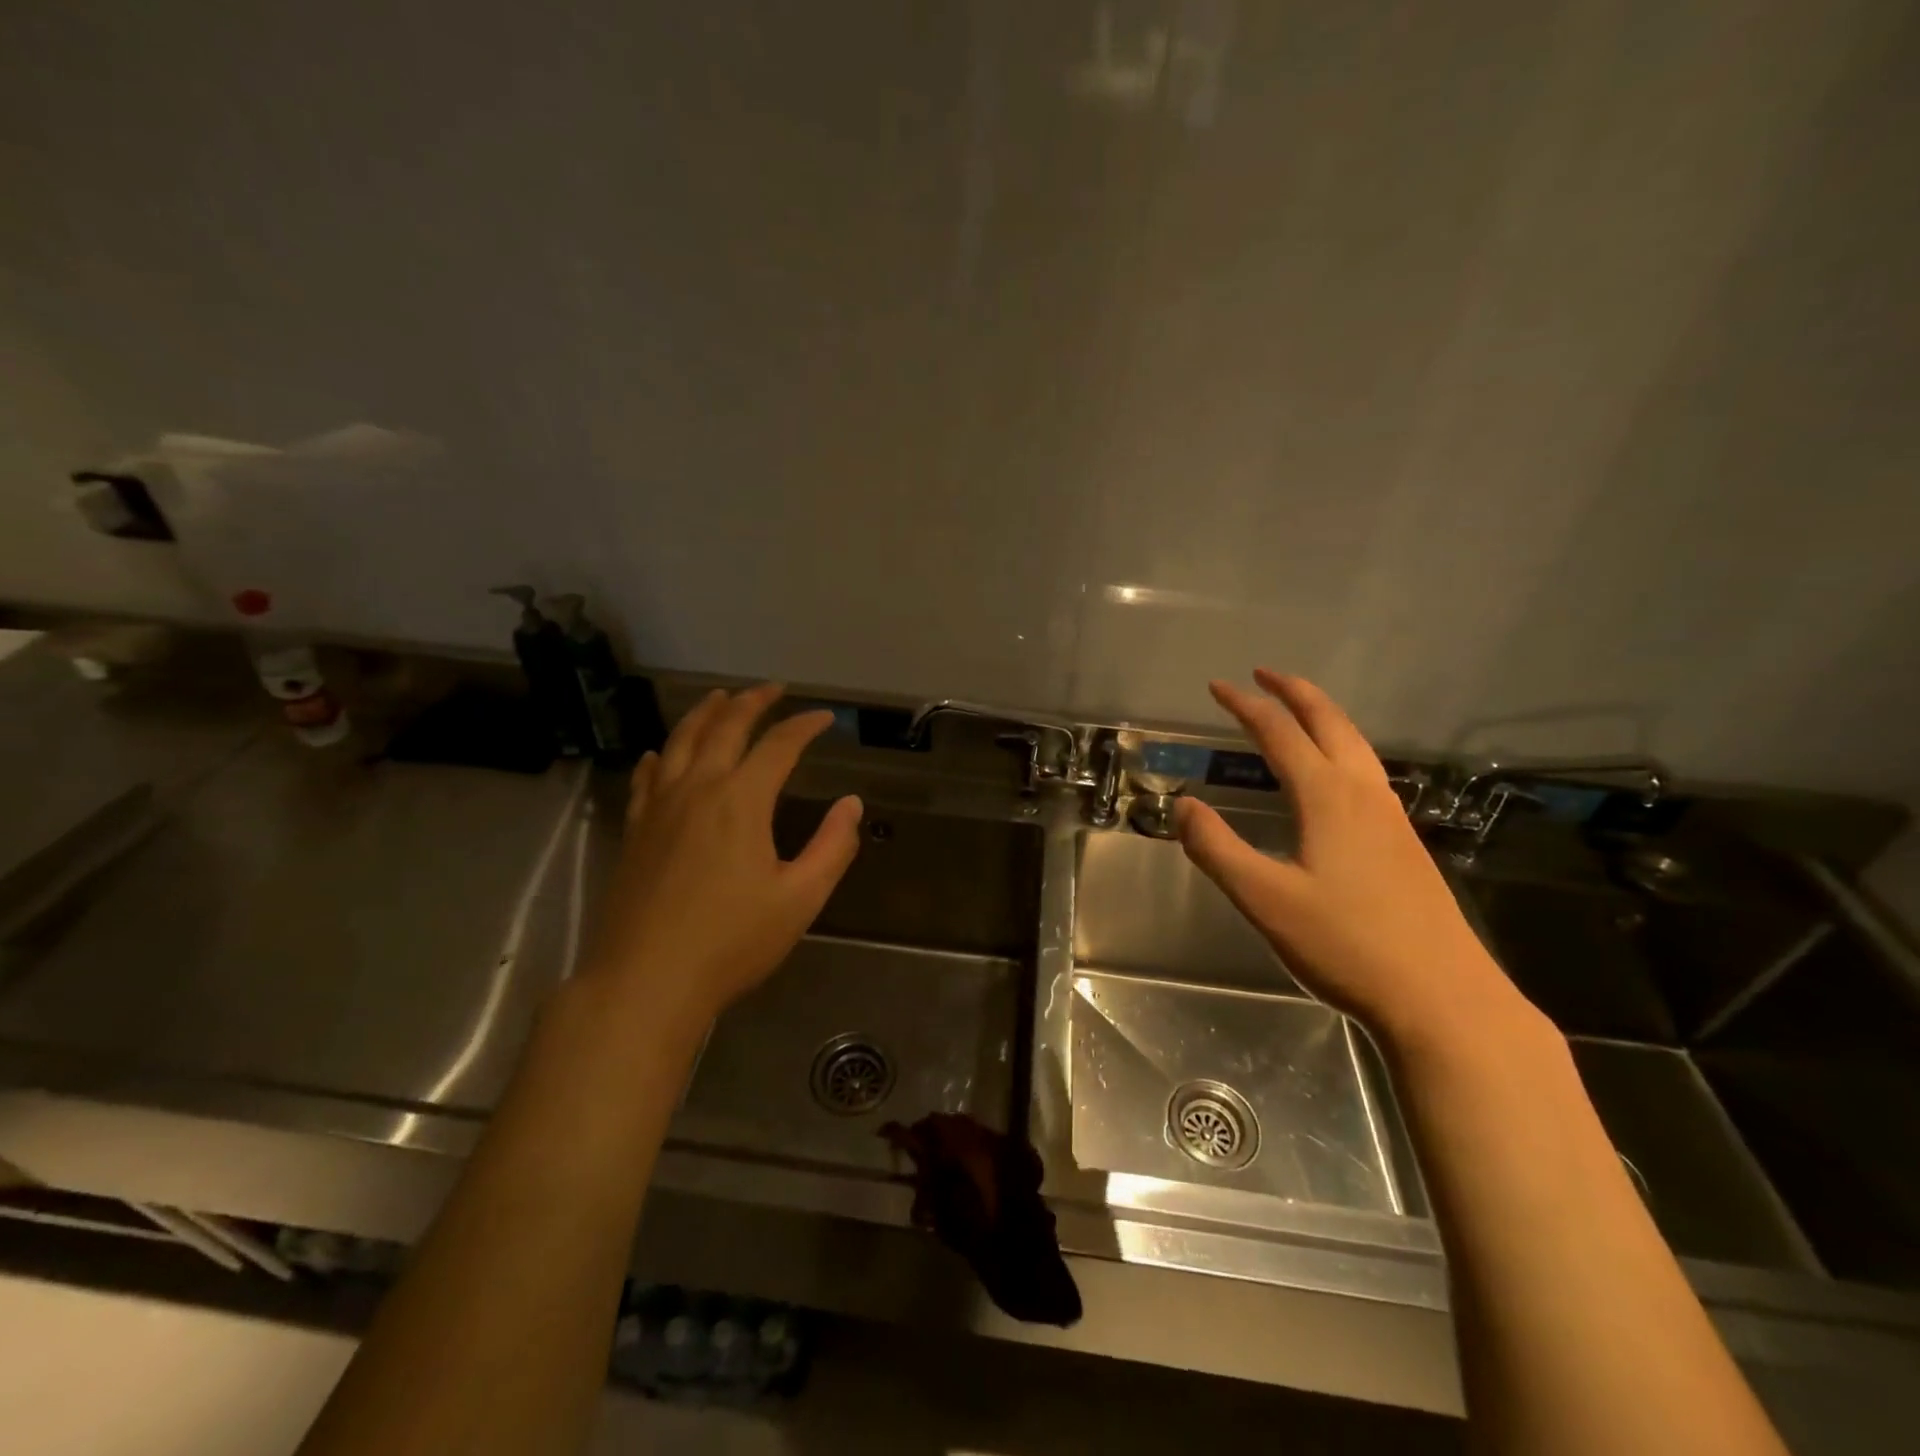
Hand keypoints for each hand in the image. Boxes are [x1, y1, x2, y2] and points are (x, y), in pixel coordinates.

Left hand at [584, 684, 861, 1033]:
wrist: (646, 981)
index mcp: (741, 801)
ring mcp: (659, 808)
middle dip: (752, 702)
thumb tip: (851, 803)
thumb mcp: (800, 899)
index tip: (825, 717)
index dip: (804, 726)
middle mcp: (697, 790)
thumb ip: (832, 846)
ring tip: (719, 698)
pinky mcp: (636, 831)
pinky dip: (659, 756)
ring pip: (679, 742)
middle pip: (724, 728)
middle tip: (772, 689)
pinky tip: (659, 754)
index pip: (778, 746)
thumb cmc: (731, 942)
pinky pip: (645, 777)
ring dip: (704, 714)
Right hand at [1175, 670, 1518, 1047]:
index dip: (1245, 705)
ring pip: (1356, 745)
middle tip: (1263, 674)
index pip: (1279, 732)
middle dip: (1294, 692)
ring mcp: (1392, 818)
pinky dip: (1341, 748)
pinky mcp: (1405, 844)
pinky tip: (1336, 776)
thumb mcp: (1264, 899)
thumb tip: (1182, 805)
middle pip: (1329, 723)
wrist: (1443, 999)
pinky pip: (1368, 772)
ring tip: (1298, 711)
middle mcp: (1363, 794)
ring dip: (1323, 717)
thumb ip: (1216, 848)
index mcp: (1328, 797)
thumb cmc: (1346, 945)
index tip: (1216, 686)